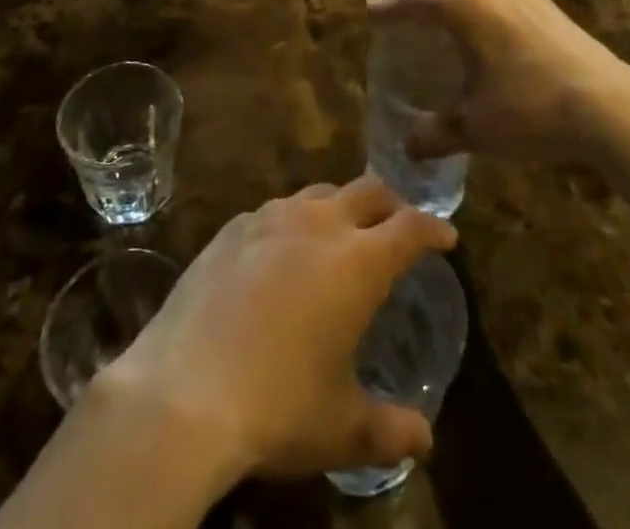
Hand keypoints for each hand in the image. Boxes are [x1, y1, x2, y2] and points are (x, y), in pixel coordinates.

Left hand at [102, 177, 457, 481]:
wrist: (184, 390)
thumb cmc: (278, 406)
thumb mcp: (342, 428)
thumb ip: (390, 429)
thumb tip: (424, 439)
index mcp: (358, 262)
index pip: (410, 227)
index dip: (433, 229)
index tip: (445, 237)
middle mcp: (319, 224)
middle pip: (367, 190)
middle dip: (390, 203)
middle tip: (397, 224)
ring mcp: (270, 218)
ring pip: (319, 191)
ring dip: (339, 206)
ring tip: (340, 233)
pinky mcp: (232, 227)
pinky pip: (275, 210)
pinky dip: (293, 220)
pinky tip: (282, 250)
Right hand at [368, 0, 629, 165]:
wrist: (611, 108)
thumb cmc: (529, 110)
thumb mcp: (475, 127)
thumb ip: (436, 133)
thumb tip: (409, 147)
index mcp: (463, 6)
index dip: (389, 9)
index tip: (371, 14)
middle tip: (414, 21)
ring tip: (454, 29)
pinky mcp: (552, 7)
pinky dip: (488, 8)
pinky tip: (496, 41)